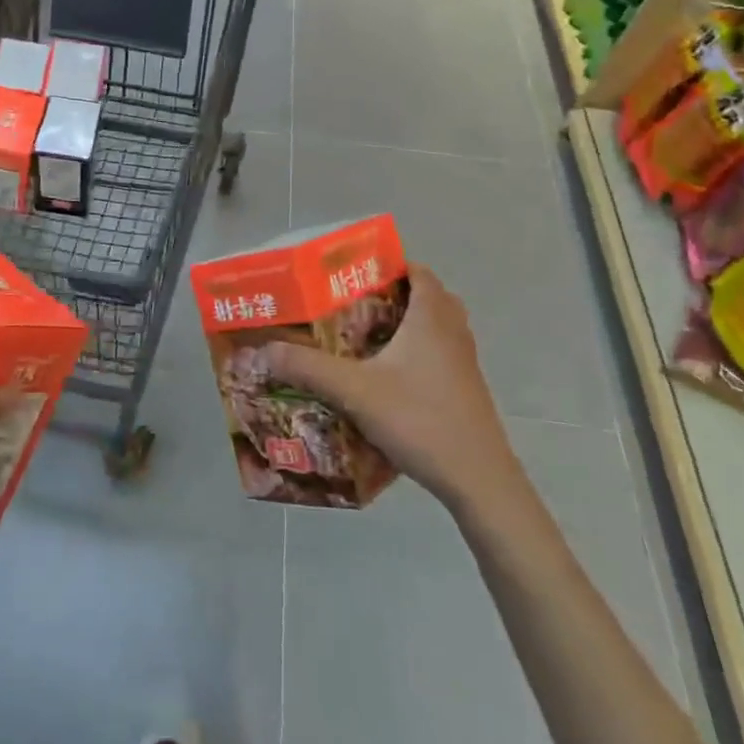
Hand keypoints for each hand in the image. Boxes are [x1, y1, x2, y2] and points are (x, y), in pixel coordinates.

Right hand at [265, 263, 518, 512]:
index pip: (416, 270)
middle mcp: (452, 330)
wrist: (478, 479)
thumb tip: (265, 350)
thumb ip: (310, 368)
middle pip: (426, 295)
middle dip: (392, 294)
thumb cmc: (420, 419)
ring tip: (365, 336)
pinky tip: (386, 376)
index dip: (388, 263)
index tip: (354, 270)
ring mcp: (464, 361)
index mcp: (431, 316)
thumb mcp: (356, 391)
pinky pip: (439, 353)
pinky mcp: (466, 388)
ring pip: (435, 326)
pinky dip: (415, 352)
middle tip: (354, 302)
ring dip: (406, 324)